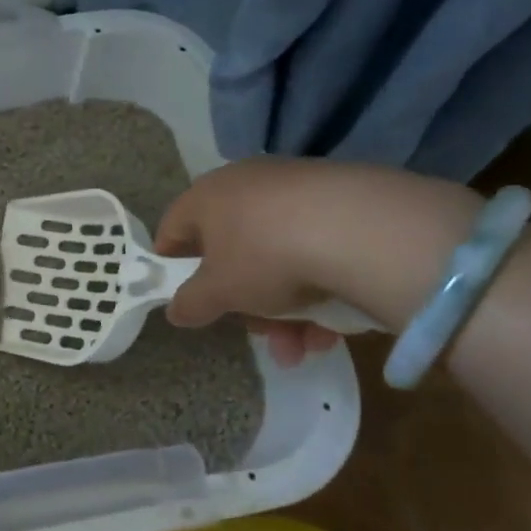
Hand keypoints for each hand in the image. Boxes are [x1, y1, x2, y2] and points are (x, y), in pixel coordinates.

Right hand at [155, 161, 344, 366]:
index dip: (172, 264)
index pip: (174, 228)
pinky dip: (319, 287)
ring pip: (278, 256)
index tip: (182, 296)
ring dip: (285, 309)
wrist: (358, 228)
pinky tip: (333, 327)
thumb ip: (191, 302)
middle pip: (232, 250)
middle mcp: (246, 184)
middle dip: (245, 302)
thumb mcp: (219, 291)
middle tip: (259, 333)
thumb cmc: (264, 256)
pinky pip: (315, 248)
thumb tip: (176, 310)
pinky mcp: (341, 200)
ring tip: (303, 346)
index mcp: (206, 196)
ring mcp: (296, 189)